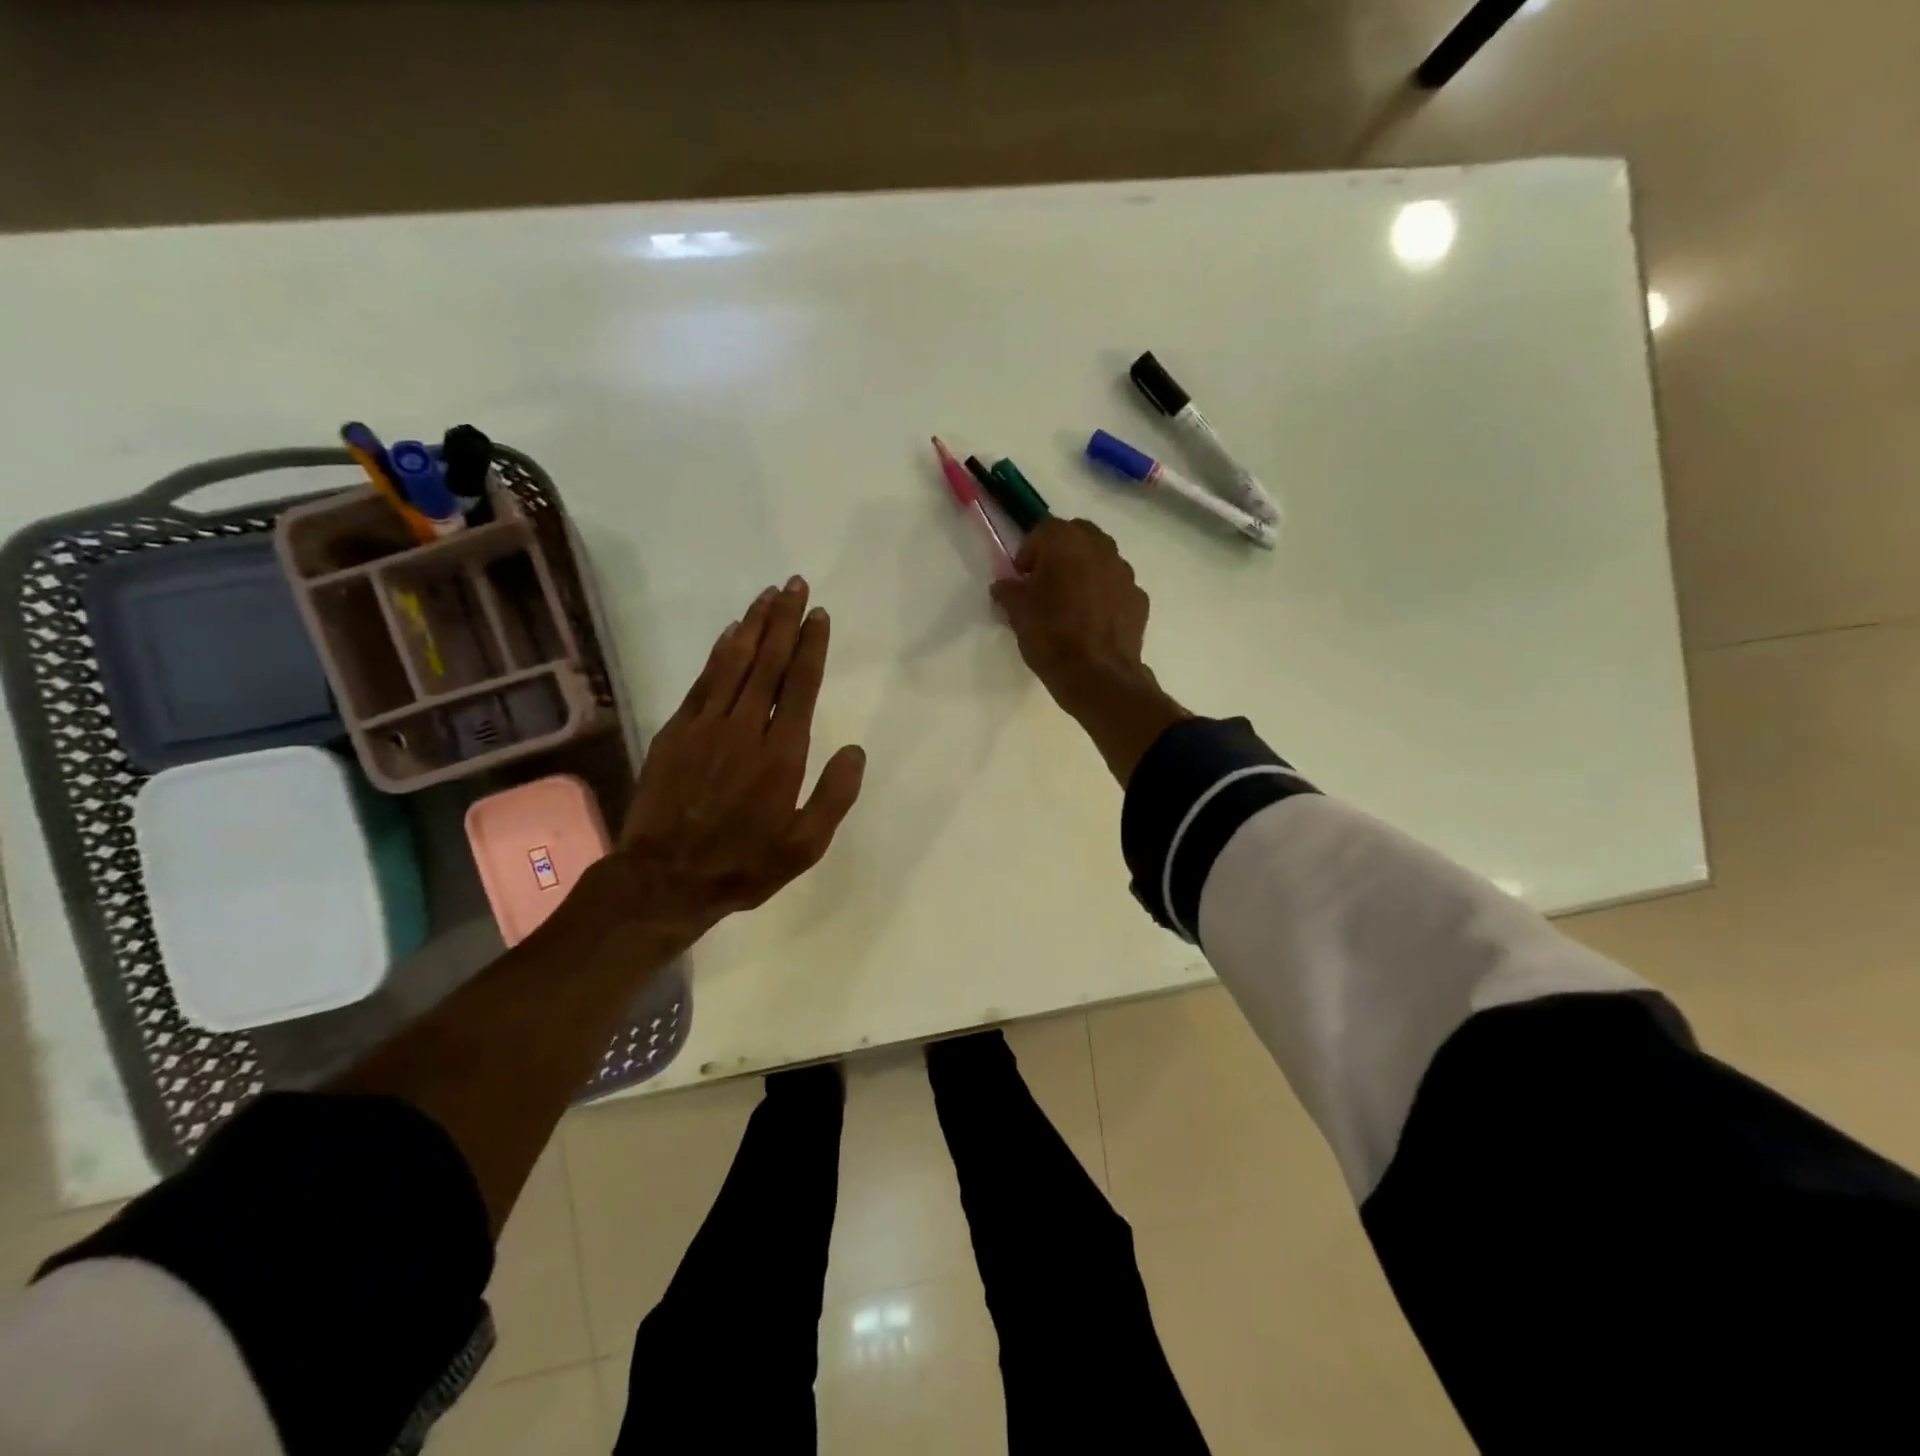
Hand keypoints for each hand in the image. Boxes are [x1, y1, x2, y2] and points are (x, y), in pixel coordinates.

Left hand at [601, 576, 865, 943]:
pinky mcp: (676, 732)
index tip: (819, 614)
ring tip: (768, 595)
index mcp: (781, 755)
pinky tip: (731, 634)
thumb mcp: (804, 846)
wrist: (664, 879)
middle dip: (784, 620)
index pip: (800, 686)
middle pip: (768, 662)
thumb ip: (834, 795)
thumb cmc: (743, 865)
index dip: (811, 647)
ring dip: (753, 626)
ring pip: (734, 663)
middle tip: (795, 585)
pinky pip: (703, 682)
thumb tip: (856, 750)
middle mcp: (745, 729)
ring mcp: (705, 727)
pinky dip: (719, 653)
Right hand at [990, 519, 1189, 786]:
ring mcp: (1124, 572)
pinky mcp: (1139, 597)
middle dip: (1060, 553)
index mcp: (1066, 543)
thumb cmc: (1051, 638)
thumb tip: (1004, 586)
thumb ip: (1009, 592)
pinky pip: (1116, 586)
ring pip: (1101, 559)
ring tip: (1071, 603)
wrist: (1098, 677)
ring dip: (1085, 571)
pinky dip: (1104, 594)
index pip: (1043, 531)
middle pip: (1077, 535)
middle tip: (1046, 583)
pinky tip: (1093, 621)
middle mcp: (1100, 548)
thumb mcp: (1018, 615)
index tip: (1022, 579)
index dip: (1028, 553)